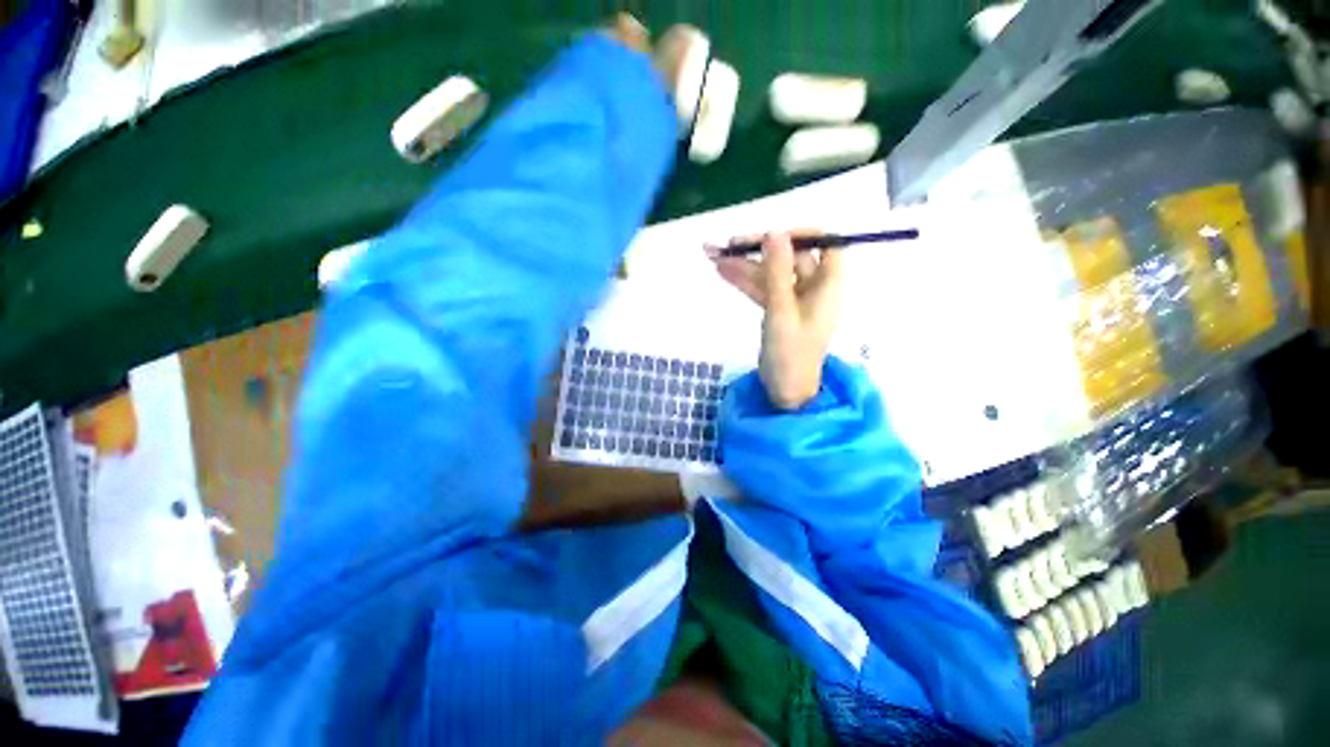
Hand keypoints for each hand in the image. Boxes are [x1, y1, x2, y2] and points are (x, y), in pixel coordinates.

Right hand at [710, 232, 841, 409]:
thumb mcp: (781, 310)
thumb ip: (777, 271)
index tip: (774, 236)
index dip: (802, 236)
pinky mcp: (778, 312)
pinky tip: (722, 272)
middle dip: (758, 250)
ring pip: (770, 274)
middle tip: (728, 244)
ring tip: (713, 255)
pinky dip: (744, 282)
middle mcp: (812, 289)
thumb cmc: (790, 353)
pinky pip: (762, 290)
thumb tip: (776, 232)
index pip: (825, 246)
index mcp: (826, 286)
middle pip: (788, 259)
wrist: (785, 390)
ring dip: (744, 266)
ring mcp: (793, 301)